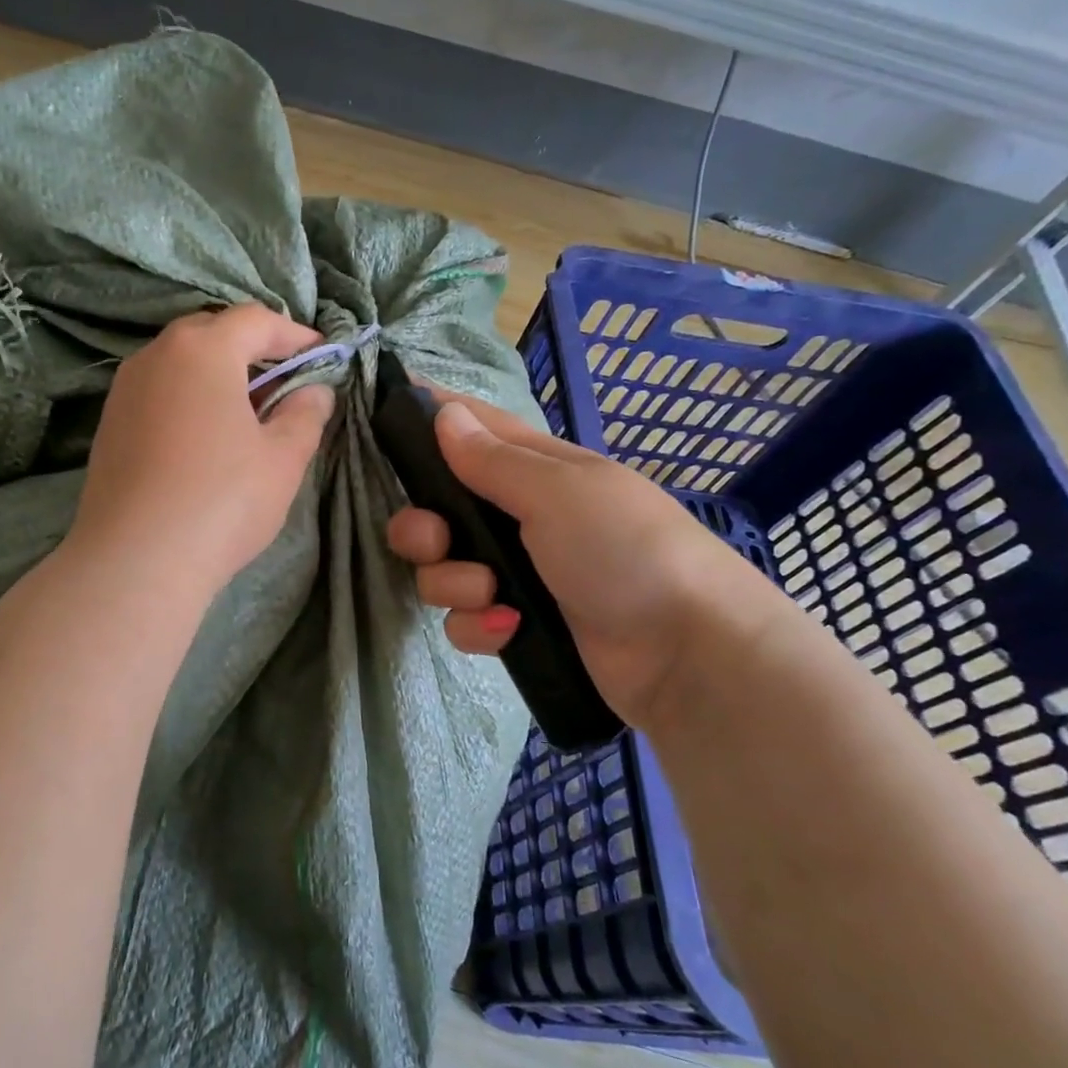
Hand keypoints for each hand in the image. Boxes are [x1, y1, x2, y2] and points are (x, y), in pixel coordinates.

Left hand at [68, 304, 335, 592]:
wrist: (135, 560)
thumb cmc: (222, 500)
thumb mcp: (282, 458)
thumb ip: (305, 415)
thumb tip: (314, 392)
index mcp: (203, 349)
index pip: (255, 320)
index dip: (294, 334)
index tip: (321, 356)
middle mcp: (156, 355)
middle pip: (212, 333)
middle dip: (252, 350)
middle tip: (283, 382)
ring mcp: (125, 390)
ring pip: (180, 364)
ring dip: (217, 375)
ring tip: (246, 413)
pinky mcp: (109, 424)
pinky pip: (158, 393)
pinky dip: (188, 399)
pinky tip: (204, 439)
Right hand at [385, 392, 764, 725]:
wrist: (685, 654)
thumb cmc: (625, 550)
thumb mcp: (558, 493)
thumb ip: (492, 460)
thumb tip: (444, 413)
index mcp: (534, 468)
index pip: (471, 427)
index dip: (429, 417)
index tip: (382, 415)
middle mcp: (518, 516)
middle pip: (438, 510)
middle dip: (423, 528)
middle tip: (435, 541)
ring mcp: (517, 572)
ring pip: (443, 569)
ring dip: (453, 583)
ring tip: (492, 595)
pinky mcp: (517, 623)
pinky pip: (466, 618)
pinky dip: (479, 625)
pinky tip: (509, 629)